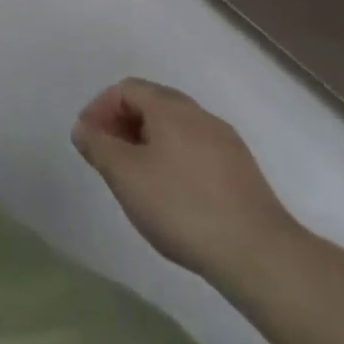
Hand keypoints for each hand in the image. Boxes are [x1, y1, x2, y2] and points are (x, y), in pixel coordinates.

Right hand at [72, 78, 300, 288]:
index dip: (100, 108)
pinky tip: (171, 193)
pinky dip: (174, 158)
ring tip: (136, 176)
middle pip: (152, 103)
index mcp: (170, 108)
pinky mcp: (242, 171)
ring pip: (176, 128)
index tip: (88, 140)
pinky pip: (196, 149)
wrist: (260, 255)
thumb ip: (97, 146)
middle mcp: (200, 115)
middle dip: (123, 123)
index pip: (126, 89)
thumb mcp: (124, 175)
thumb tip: (83, 129)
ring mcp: (226, 143)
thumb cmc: (182, 206)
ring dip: (148, 142)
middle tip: (108, 155)